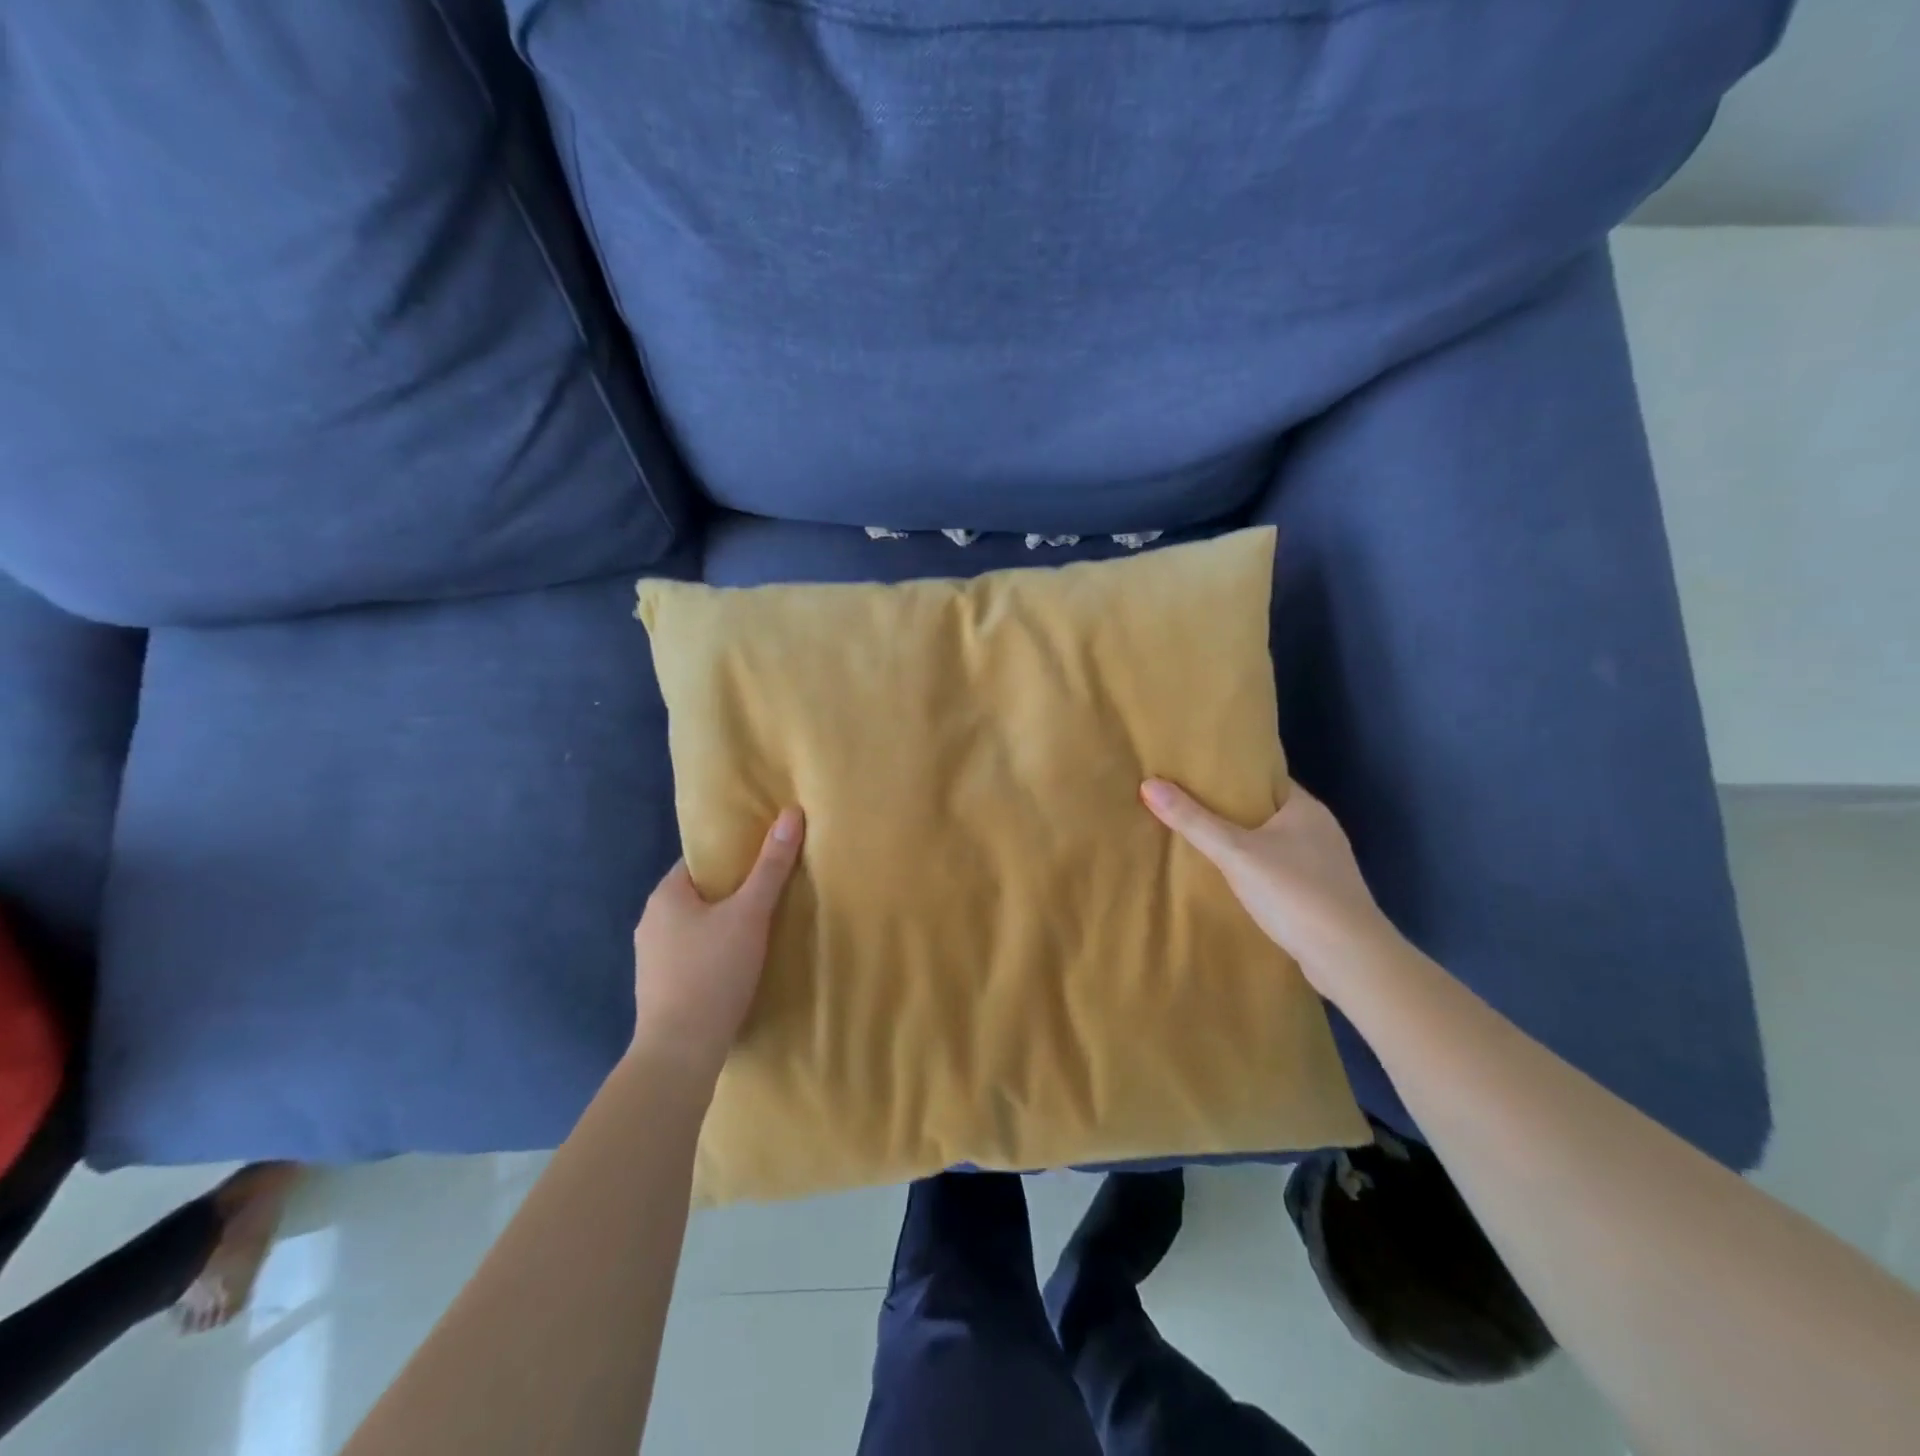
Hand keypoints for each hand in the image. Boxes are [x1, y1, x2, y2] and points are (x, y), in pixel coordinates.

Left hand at [629, 808, 804, 1089]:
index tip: (764, 857)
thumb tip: (791, 813)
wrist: (680, 1052)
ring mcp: (650, 957)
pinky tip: (737, 962)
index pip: (700, 860)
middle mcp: (650, 921)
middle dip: (731, 891)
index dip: (733, 855)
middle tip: (771, 890)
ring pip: (694, 925)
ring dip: (722, 923)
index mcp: (665, 895)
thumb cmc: (713, 972)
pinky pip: (691, 953)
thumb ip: (771, 867)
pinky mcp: (659, 987)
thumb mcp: (750, 914)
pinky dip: (713, 950)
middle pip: (699, 892)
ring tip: (760, 926)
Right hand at [1141, 778, 1398, 996]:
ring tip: (1202, 838)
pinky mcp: (1321, 894)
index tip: (1194, 773)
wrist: (1350, 959)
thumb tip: (1149, 784)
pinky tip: (1234, 877)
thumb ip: (1194, 821)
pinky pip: (1281, 868)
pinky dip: (1257, 868)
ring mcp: (1324, 863)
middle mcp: (1319, 829)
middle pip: (1266, 809)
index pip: (1263, 778)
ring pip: (1274, 841)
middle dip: (1231, 809)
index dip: (1230, 774)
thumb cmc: (1295, 893)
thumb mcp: (1235, 853)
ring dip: (1244, 841)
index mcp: (1305, 808)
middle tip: (1187, 804)